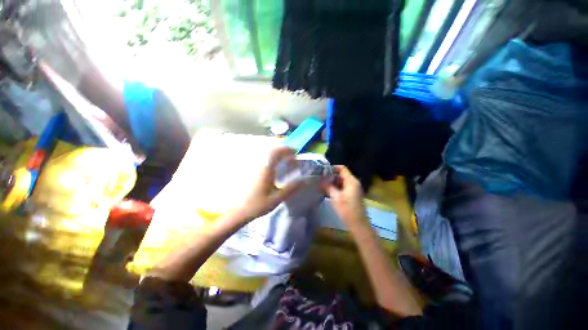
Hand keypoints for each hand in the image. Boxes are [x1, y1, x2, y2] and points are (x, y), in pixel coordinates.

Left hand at [234, 147, 302, 221]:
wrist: (239, 210)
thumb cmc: (258, 205)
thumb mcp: (277, 198)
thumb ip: (291, 189)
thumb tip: (304, 180)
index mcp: (266, 170)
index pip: (277, 153)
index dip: (287, 150)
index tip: (295, 153)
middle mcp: (259, 165)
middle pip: (271, 150)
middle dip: (283, 151)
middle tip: (291, 157)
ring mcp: (254, 167)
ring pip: (266, 154)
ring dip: (277, 154)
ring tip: (284, 161)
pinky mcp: (251, 170)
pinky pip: (262, 159)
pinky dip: (271, 159)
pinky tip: (274, 167)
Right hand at [324, 165, 367, 228]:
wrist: (358, 225)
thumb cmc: (346, 210)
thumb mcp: (335, 197)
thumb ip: (328, 186)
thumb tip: (321, 180)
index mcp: (351, 181)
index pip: (342, 168)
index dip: (332, 168)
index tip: (322, 171)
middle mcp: (353, 183)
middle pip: (341, 175)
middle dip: (331, 176)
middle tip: (320, 178)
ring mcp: (353, 189)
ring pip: (341, 182)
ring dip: (332, 183)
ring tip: (321, 185)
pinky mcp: (351, 195)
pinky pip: (342, 188)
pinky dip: (335, 188)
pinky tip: (327, 192)